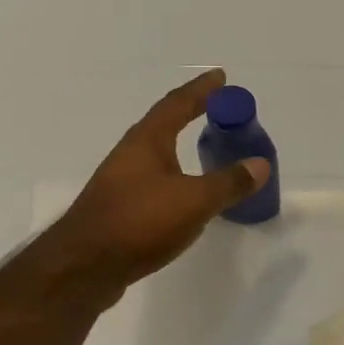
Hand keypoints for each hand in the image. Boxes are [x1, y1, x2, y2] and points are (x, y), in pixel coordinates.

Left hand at [44, 70, 268, 297]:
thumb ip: (229, 182)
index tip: (221, 76)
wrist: (83, 268)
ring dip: (180, 144)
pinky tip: (185, 191)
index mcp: (147, 141)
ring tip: (205, 144)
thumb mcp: (194, 201)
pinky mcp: (119, 208)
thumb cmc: (139, 222)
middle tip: (219, 108)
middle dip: (191, 112)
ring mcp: (121, 181)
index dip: (201, 90)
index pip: (177, 104)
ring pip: (157, 152)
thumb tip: (260, 164)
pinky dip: (175, 174)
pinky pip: (154, 179)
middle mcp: (131, 154)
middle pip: (164, 123)